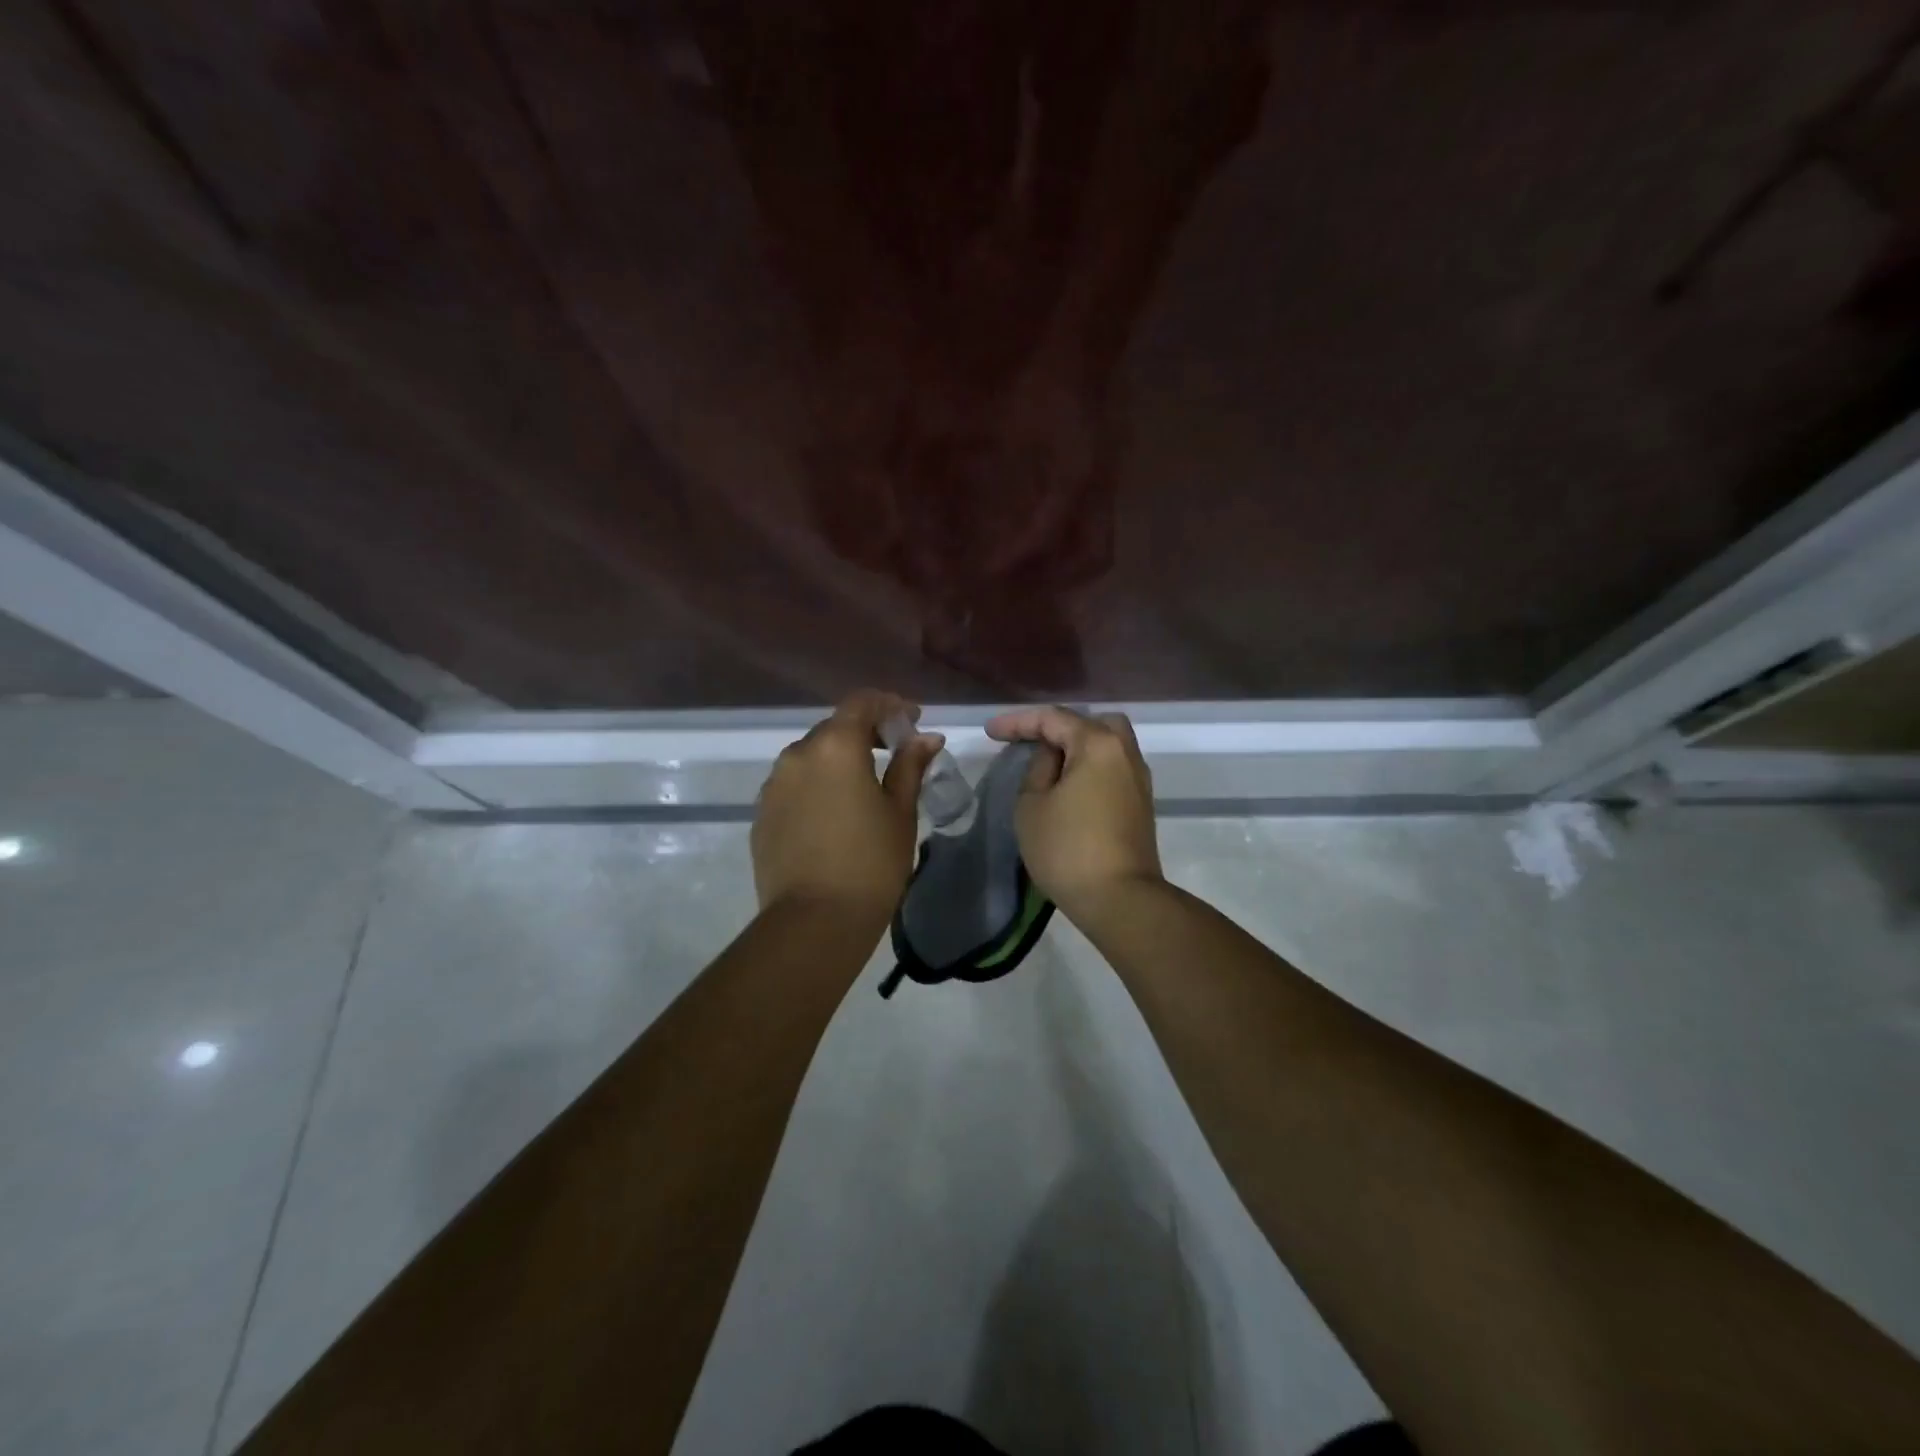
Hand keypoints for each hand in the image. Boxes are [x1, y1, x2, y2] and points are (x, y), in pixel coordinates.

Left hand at [752, 690, 941, 926]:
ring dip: (839, 759)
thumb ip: (910, 766)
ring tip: (864, 785)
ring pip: (812, 756)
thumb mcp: (900, 812)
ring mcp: (774, 784)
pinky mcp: (761, 813)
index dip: (890, 705)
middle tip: (894, 752)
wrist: (813, 921)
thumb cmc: (871, 863)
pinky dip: (818, 784)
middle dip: (866, 732)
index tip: (912, 722)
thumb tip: (926, 738)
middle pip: (834, 727)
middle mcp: (798, 754)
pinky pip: (795, 784)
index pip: (862, 702)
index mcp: (835, 746)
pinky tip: (835, 812)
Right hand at [984, 706, 1161, 918]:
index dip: (1018, 722)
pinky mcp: (1141, 804)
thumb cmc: (1067, 849)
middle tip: (1030, 743)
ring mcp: (1139, 779)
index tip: (991, 731)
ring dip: (1077, 748)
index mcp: (1098, 744)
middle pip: (1092, 723)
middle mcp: (1125, 753)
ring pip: (1107, 746)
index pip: (1054, 719)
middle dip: (1058, 727)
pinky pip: (1113, 768)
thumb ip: (1038, 768)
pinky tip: (1070, 785)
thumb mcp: (1032, 805)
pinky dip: (1090, 767)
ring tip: (1048, 766)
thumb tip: (1052, 757)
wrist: (1120, 899)